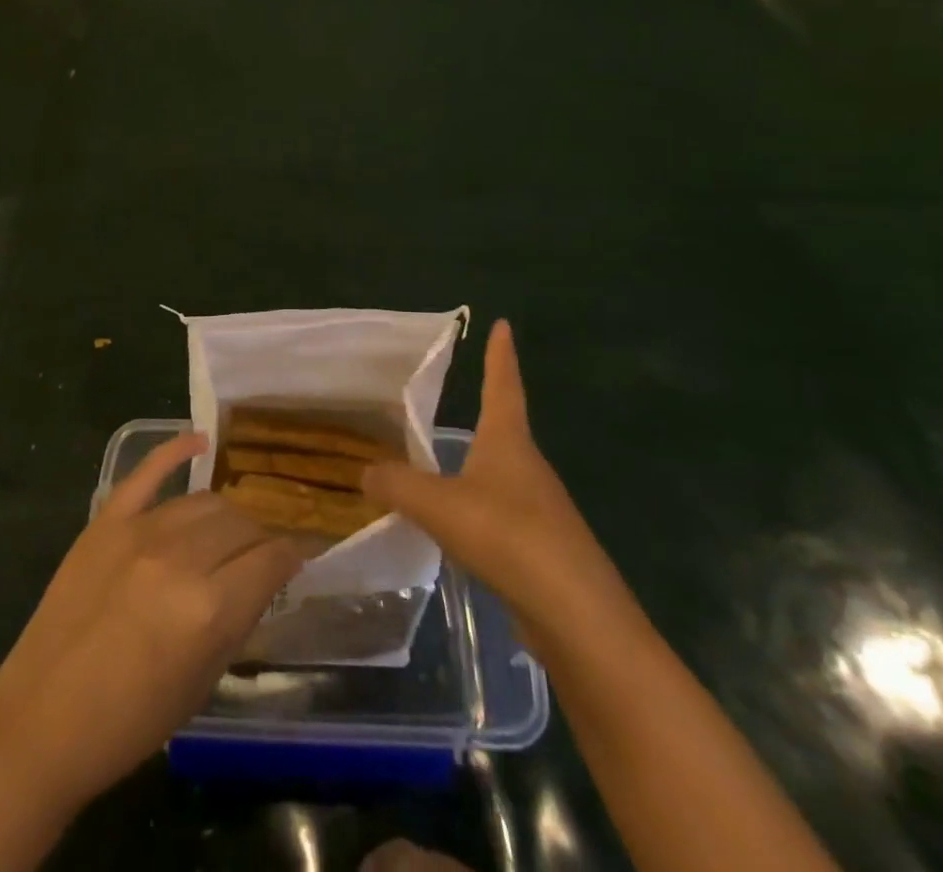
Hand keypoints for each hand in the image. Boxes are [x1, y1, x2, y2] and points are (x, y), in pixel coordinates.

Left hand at [0, 433, 303, 808]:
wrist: (40, 719)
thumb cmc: (129, 722)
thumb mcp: (201, 684)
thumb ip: (237, 622)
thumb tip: (264, 579)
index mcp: (209, 608)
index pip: (271, 560)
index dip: (292, 557)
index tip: (298, 558)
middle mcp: (180, 558)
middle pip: (240, 524)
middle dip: (259, 538)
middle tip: (259, 556)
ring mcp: (139, 531)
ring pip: (204, 500)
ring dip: (226, 515)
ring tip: (228, 532)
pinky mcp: (106, 520)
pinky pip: (147, 470)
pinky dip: (176, 449)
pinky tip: (199, 441)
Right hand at [363, 320, 631, 642]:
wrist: (577, 617)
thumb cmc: (509, 537)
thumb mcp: (439, 505)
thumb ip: (397, 485)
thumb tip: (364, 472)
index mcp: (509, 442)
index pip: (503, 384)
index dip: (500, 355)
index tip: (503, 325)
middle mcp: (528, 467)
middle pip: (503, 429)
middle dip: (484, 412)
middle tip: (457, 398)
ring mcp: (539, 509)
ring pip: (499, 476)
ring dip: (474, 467)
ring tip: (440, 468)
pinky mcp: (540, 548)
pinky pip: (500, 515)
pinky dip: (475, 511)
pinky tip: (454, 529)